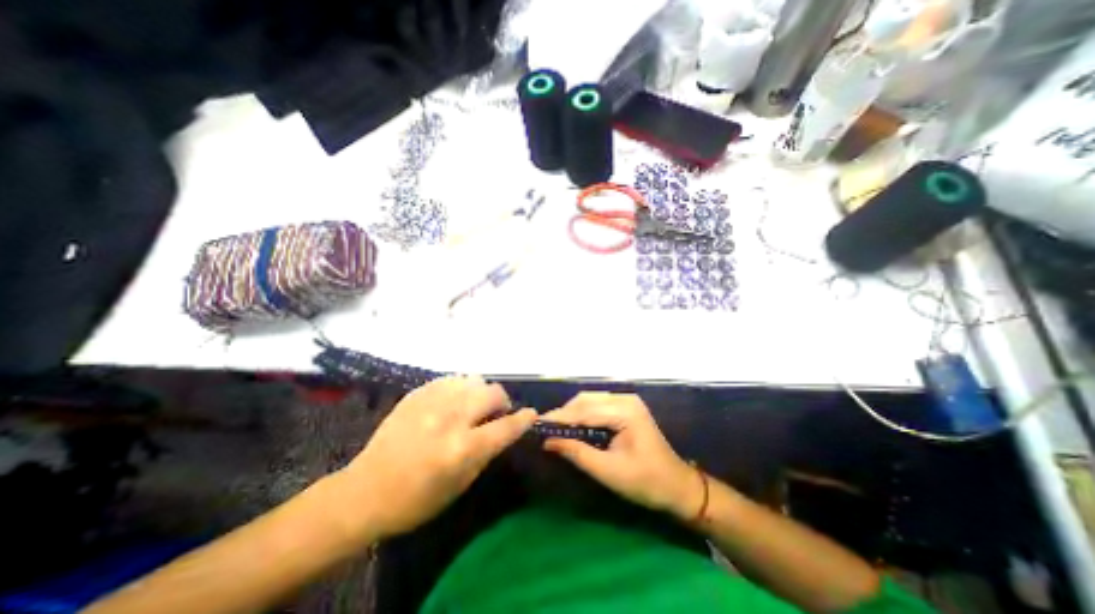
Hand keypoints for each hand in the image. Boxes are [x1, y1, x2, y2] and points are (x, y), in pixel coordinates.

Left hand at [338, 376, 534, 539]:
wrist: (364, 492)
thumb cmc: (416, 500)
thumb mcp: (461, 484)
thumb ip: (486, 451)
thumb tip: (503, 428)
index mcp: (462, 448)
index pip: (506, 426)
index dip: (524, 419)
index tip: (531, 415)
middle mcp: (450, 418)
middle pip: (493, 393)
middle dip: (502, 402)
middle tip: (496, 413)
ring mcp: (431, 401)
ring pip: (473, 379)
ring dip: (481, 392)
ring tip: (473, 405)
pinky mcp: (416, 393)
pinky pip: (451, 379)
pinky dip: (460, 388)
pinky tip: (453, 401)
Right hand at [538, 396, 701, 520]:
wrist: (678, 486)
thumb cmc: (646, 482)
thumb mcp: (609, 472)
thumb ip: (578, 453)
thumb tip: (548, 442)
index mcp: (625, 412)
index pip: (585, 410)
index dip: (560, 417)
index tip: (537, 424)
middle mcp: (626, 399)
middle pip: (586, 400)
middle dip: (565, 413)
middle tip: (545, 428)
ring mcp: (628, 401)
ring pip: (591, 400)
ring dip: (573, 412)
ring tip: (556, 427)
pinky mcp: (627, 407)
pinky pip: (598, 405)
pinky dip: (583, 413)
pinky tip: (574, 425)